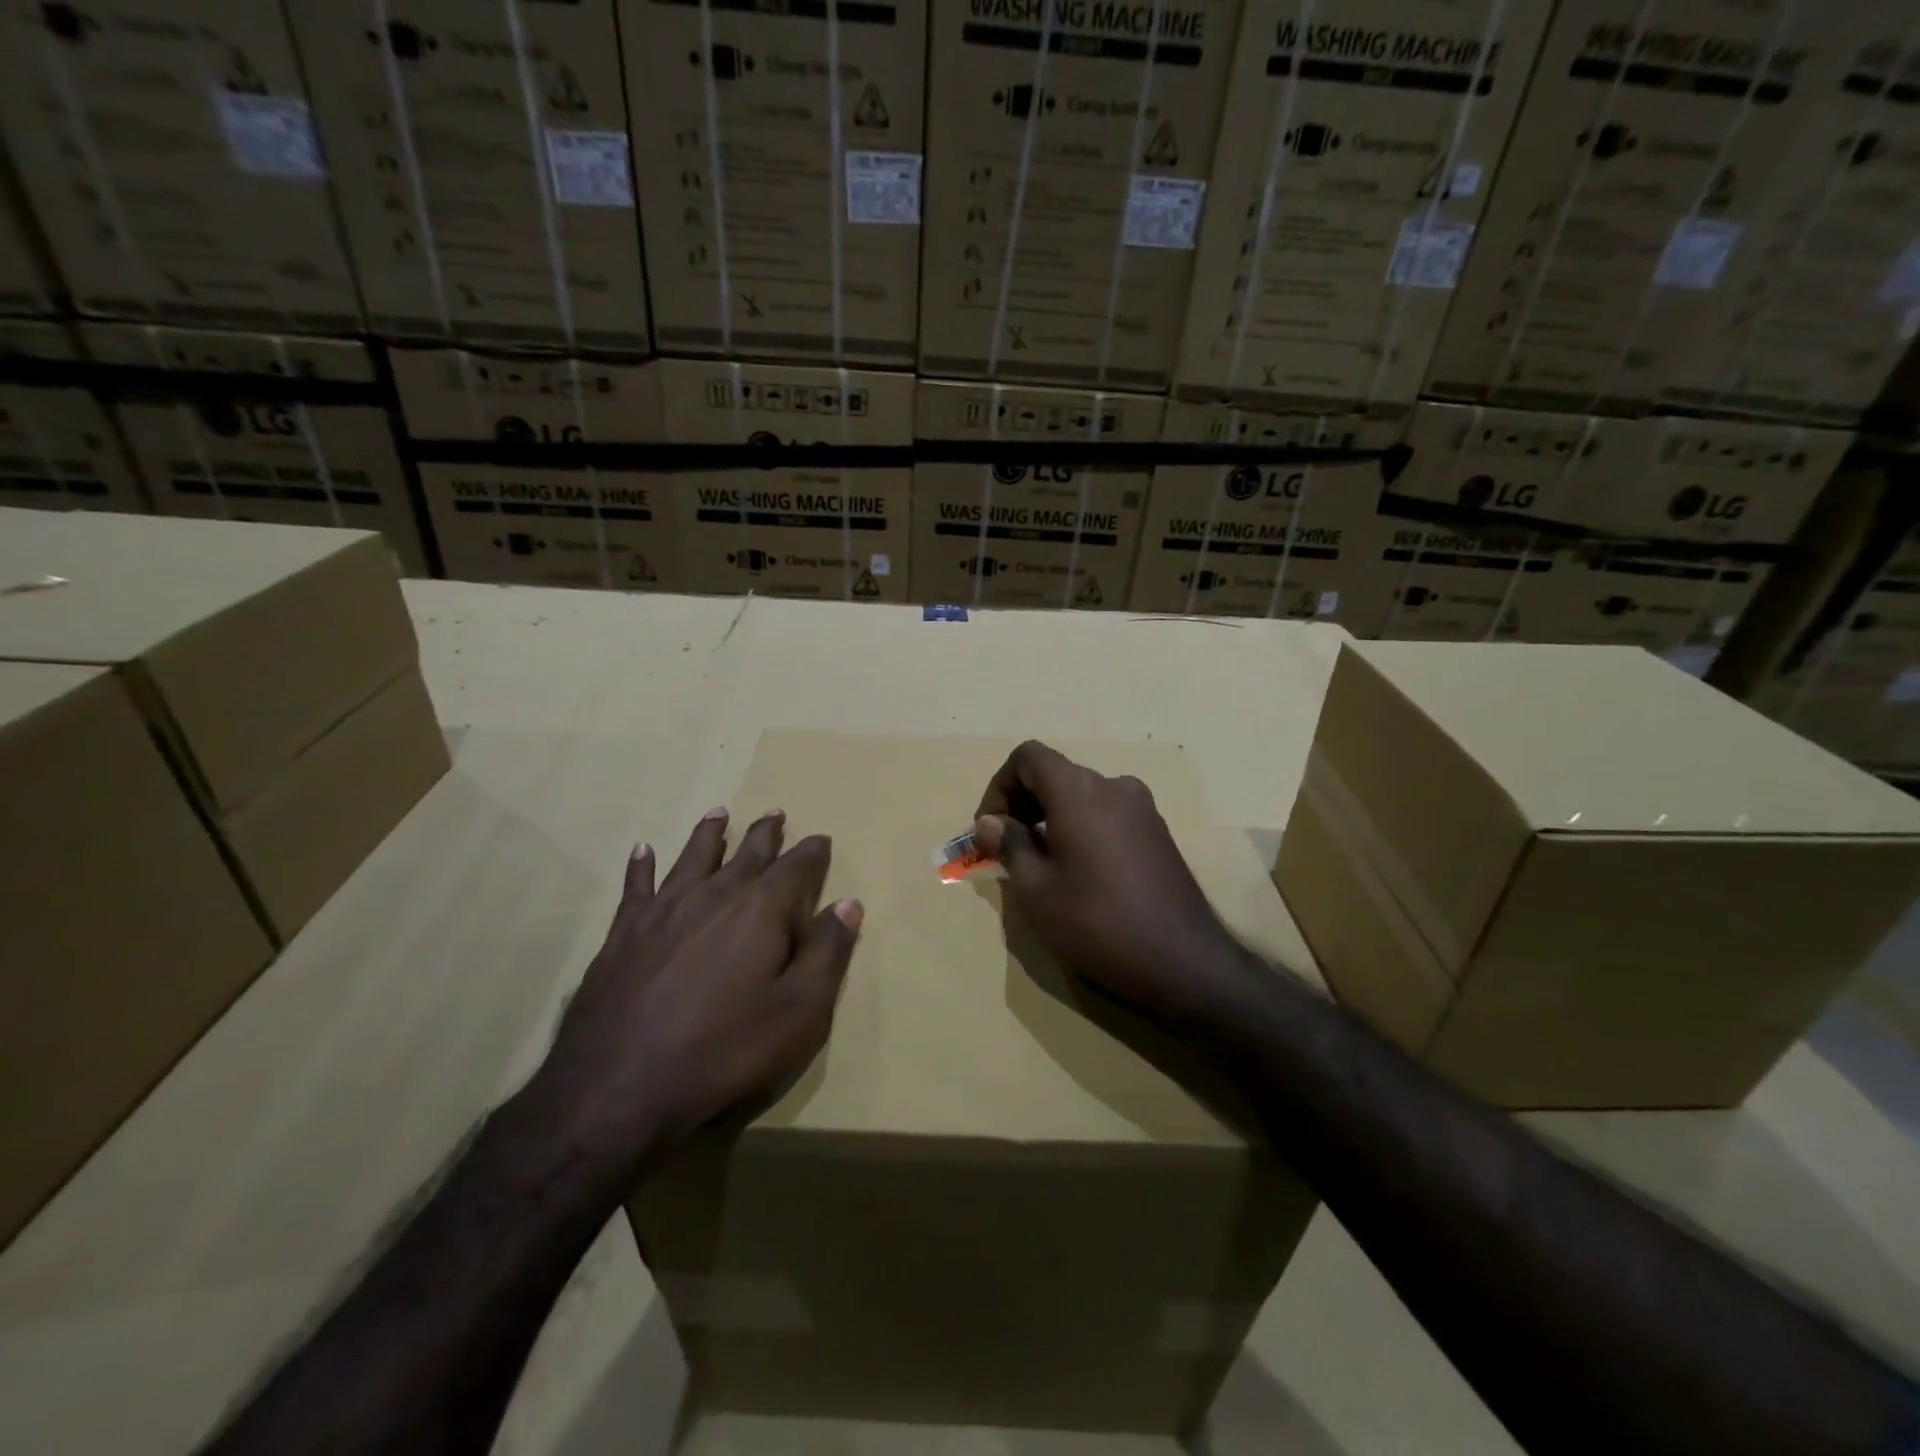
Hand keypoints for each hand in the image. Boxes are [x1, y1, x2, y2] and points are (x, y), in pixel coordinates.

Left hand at [538, 808, 861, 1164]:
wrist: (620, 1084)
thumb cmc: (725, 1048)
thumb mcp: (799, 1010)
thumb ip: (828, 952)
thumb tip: (848, 904)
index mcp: (761, 908)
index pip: (796, 866)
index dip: (812, 851)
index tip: (821, 839)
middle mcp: (714, 894)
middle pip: (746, 852)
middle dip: (765, 832)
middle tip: (775, 813)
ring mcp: (664, 908)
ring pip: (693, 856)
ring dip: (709, 833)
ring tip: (718, 813)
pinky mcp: (625, 931)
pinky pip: (636, 885)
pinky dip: (641, 865)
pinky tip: (642, 850)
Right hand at [975, 741, 1254, 1029]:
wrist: (1183, 962)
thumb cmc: (1097, 923)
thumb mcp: (1036, 890)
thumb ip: (1010, 845)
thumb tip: (990, 821)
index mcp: (1079, 791)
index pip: (1028, 757)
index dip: (999, 785)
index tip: (989, 828)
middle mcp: (1114, 786)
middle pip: (1056, 773)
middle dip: (1022, 802)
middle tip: (1006, 848)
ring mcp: (1142, 809)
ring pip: (1082, 795)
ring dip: (1051, 816)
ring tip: (1040, 864)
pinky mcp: (1158, 833)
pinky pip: (1107, 814)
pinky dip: (1081, 827)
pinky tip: (1079, 872)